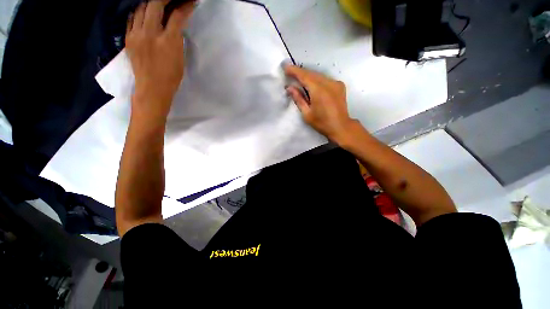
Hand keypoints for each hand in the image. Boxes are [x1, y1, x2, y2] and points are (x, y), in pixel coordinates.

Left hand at [126, 0, 195, 119]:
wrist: (152, 89)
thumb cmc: (171, 78)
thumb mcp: (180, 59)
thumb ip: (177, 39)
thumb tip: (176, 25)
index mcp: (168, 42)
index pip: (177, 17)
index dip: (185, 6)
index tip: (190, 2)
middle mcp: (150, 34)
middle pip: (155, 5)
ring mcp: (136, 35)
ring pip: (142, 8)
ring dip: (152, 3)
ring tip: (159, 3)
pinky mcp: (128, 38)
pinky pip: (132, 17)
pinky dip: (140, 12)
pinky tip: (145, 12)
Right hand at [285, 65, 356, 143]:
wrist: (341, 127)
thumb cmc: (322, 123)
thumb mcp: (307, 114)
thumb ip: (298, 99)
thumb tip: (290, 88)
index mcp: (319, 90)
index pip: (304, 76)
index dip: (294, 71)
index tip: (285, 67)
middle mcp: (328, 83)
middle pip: (311, 73)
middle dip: (300, 72)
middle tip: (290, 72)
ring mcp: (335, 83)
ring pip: (318, 75)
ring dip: (308, 75)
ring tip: (299, 78)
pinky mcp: (339, 85)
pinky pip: (325, 79)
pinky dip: (316, 79)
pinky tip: (312, 84)